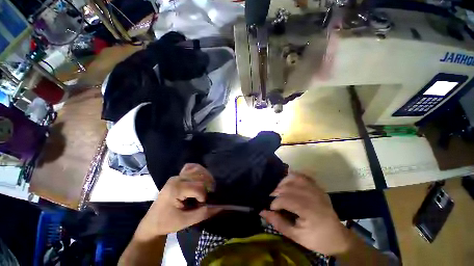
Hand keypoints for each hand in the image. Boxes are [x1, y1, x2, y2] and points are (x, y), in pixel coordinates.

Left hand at [134, 163, 221, 240]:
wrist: (152, 222)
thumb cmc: (167, 223)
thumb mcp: (186, 221)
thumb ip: (204, 213)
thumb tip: (220, 207)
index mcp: (176, 189)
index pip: (199, 187)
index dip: (204, 196)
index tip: (202, 205)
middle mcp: (177, 179)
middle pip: (200, 176)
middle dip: (207, 185)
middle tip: (208, 195)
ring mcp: (176, 176)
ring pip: (197, 169)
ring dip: (206, 176)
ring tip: (207, 186)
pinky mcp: (177, 176)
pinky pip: (191, 167)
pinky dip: (199, 170)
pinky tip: (201, 177)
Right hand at [260, 171, 351, 254]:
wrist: (338, 238)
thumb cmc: (317, 239)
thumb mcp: (296, 236)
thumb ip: (278, 223)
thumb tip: (262, 211)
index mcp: (308, 210)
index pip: (285, 199)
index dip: (275, 203)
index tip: (272, 209)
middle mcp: (312, 196)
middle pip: (288, 187)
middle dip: (277, 192)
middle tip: (273, 199)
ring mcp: (316, 190)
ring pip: (294, 178)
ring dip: (283, 182)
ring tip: (279, 189)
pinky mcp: (318, 187)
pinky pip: (304, 176)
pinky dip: (294, 175)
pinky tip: (288, 180)